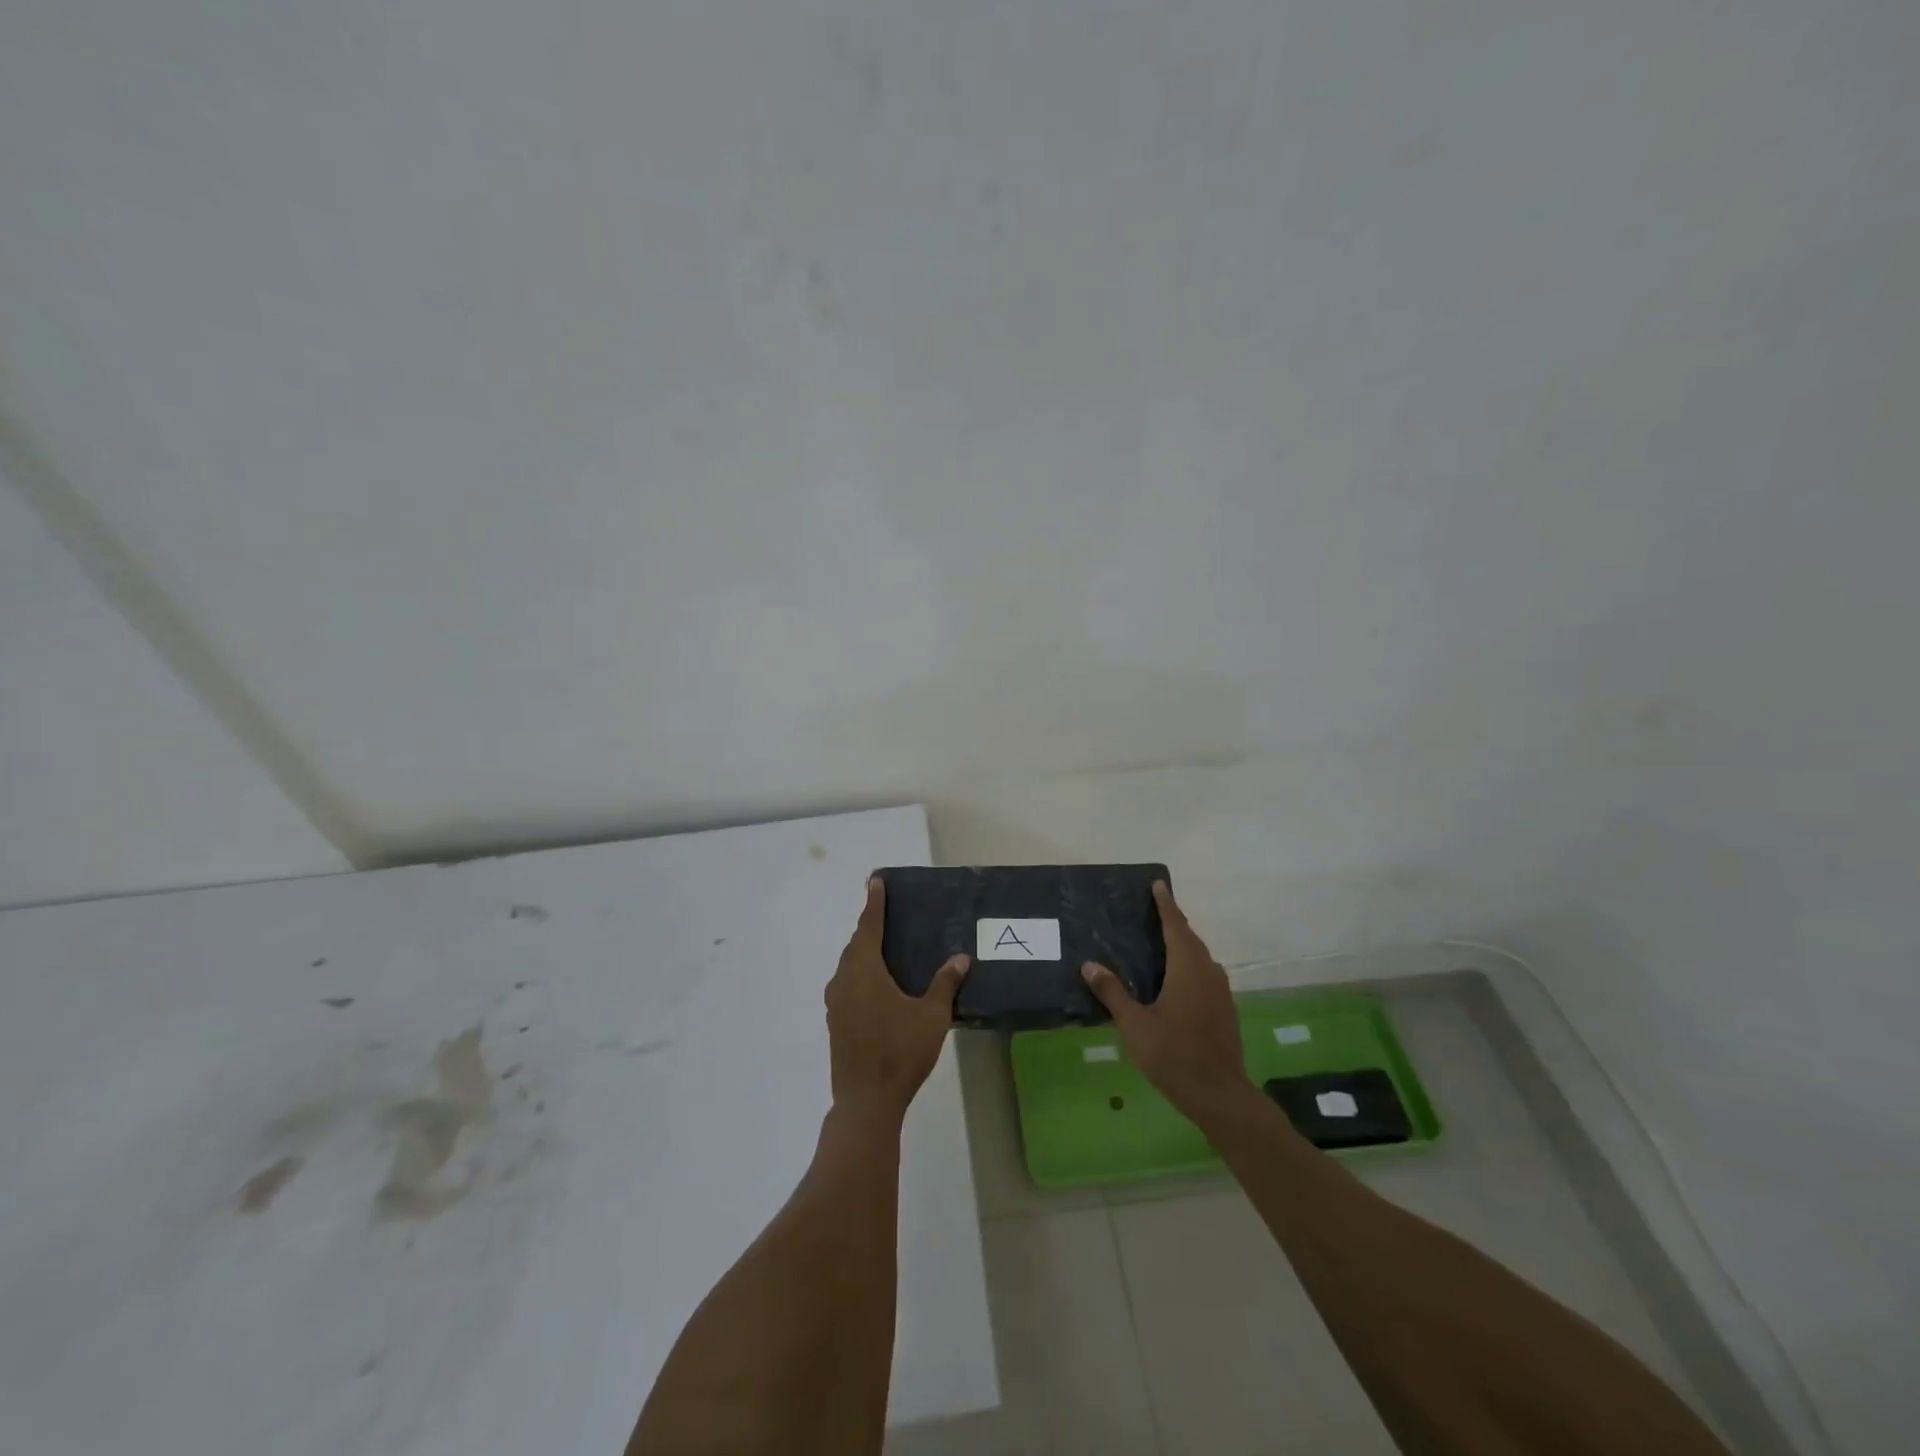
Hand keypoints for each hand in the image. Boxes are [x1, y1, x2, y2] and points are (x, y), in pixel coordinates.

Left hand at [826, 878, 968, 1122]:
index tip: (875, 882)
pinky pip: (847, 985)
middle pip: (856, 945)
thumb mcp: (932, 1016)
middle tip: (886, 914)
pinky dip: (860, 974)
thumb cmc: (900, 1052)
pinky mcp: (836, 1022)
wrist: (866, 1100)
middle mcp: (845, 980)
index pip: (869, 927)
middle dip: (869, 928)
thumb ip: (945, 984)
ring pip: (849, 966)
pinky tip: (877, 986)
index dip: (874, 903)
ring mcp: (836, 1003)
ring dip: (864, 953)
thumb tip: (960, 957)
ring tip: (884, 948)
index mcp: (865, 971)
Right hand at [1082, 882, 1253, 1124]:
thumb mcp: (1135, 1025)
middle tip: (1152, 909)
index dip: (1166, 904)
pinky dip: (1189, 964)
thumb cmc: (1175, 1056)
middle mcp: (1208, 972)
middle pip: (1189, 938)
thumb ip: (1113, 993)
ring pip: (1200, 957)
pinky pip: (1205, 973)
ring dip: (1182, 944)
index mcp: (1187, 968)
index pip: (1175, 926)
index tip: (1158, 884)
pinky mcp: (1224, 1008)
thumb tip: (1090, 965)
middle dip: (1173, 921)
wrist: (1221, 1095)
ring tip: (1160, 940)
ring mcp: (1220, 991)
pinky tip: (1175, 978)